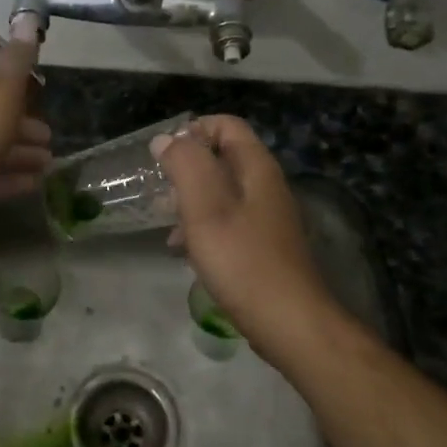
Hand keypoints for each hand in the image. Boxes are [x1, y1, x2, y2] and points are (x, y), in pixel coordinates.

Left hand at [0, 41, 51, 208]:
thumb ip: (18, 57)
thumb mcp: (4, 85)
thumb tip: (27, 18)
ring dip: (21, 153)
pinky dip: (10, 176)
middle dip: (23, 126)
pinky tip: (35, 182)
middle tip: (49, 138)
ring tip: (48, 164)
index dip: (14, 87)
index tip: (39, 99)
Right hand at [150, 116, 339, 352]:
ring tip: (164, 221)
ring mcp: (266, 218)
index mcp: (256, 168)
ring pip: (221, 193)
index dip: (193, 130)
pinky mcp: (261, 246)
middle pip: (222, 158)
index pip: (226, 125)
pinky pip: (226, 223)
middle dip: (187, 168)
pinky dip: (202, 227)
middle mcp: (265, 186)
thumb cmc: (242, 259)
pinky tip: (182, 250)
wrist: (287, 321)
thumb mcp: (205, 207)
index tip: (163, 155)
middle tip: (159, 190)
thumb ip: (185, 165)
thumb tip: (166, 139)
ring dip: (190, 200)